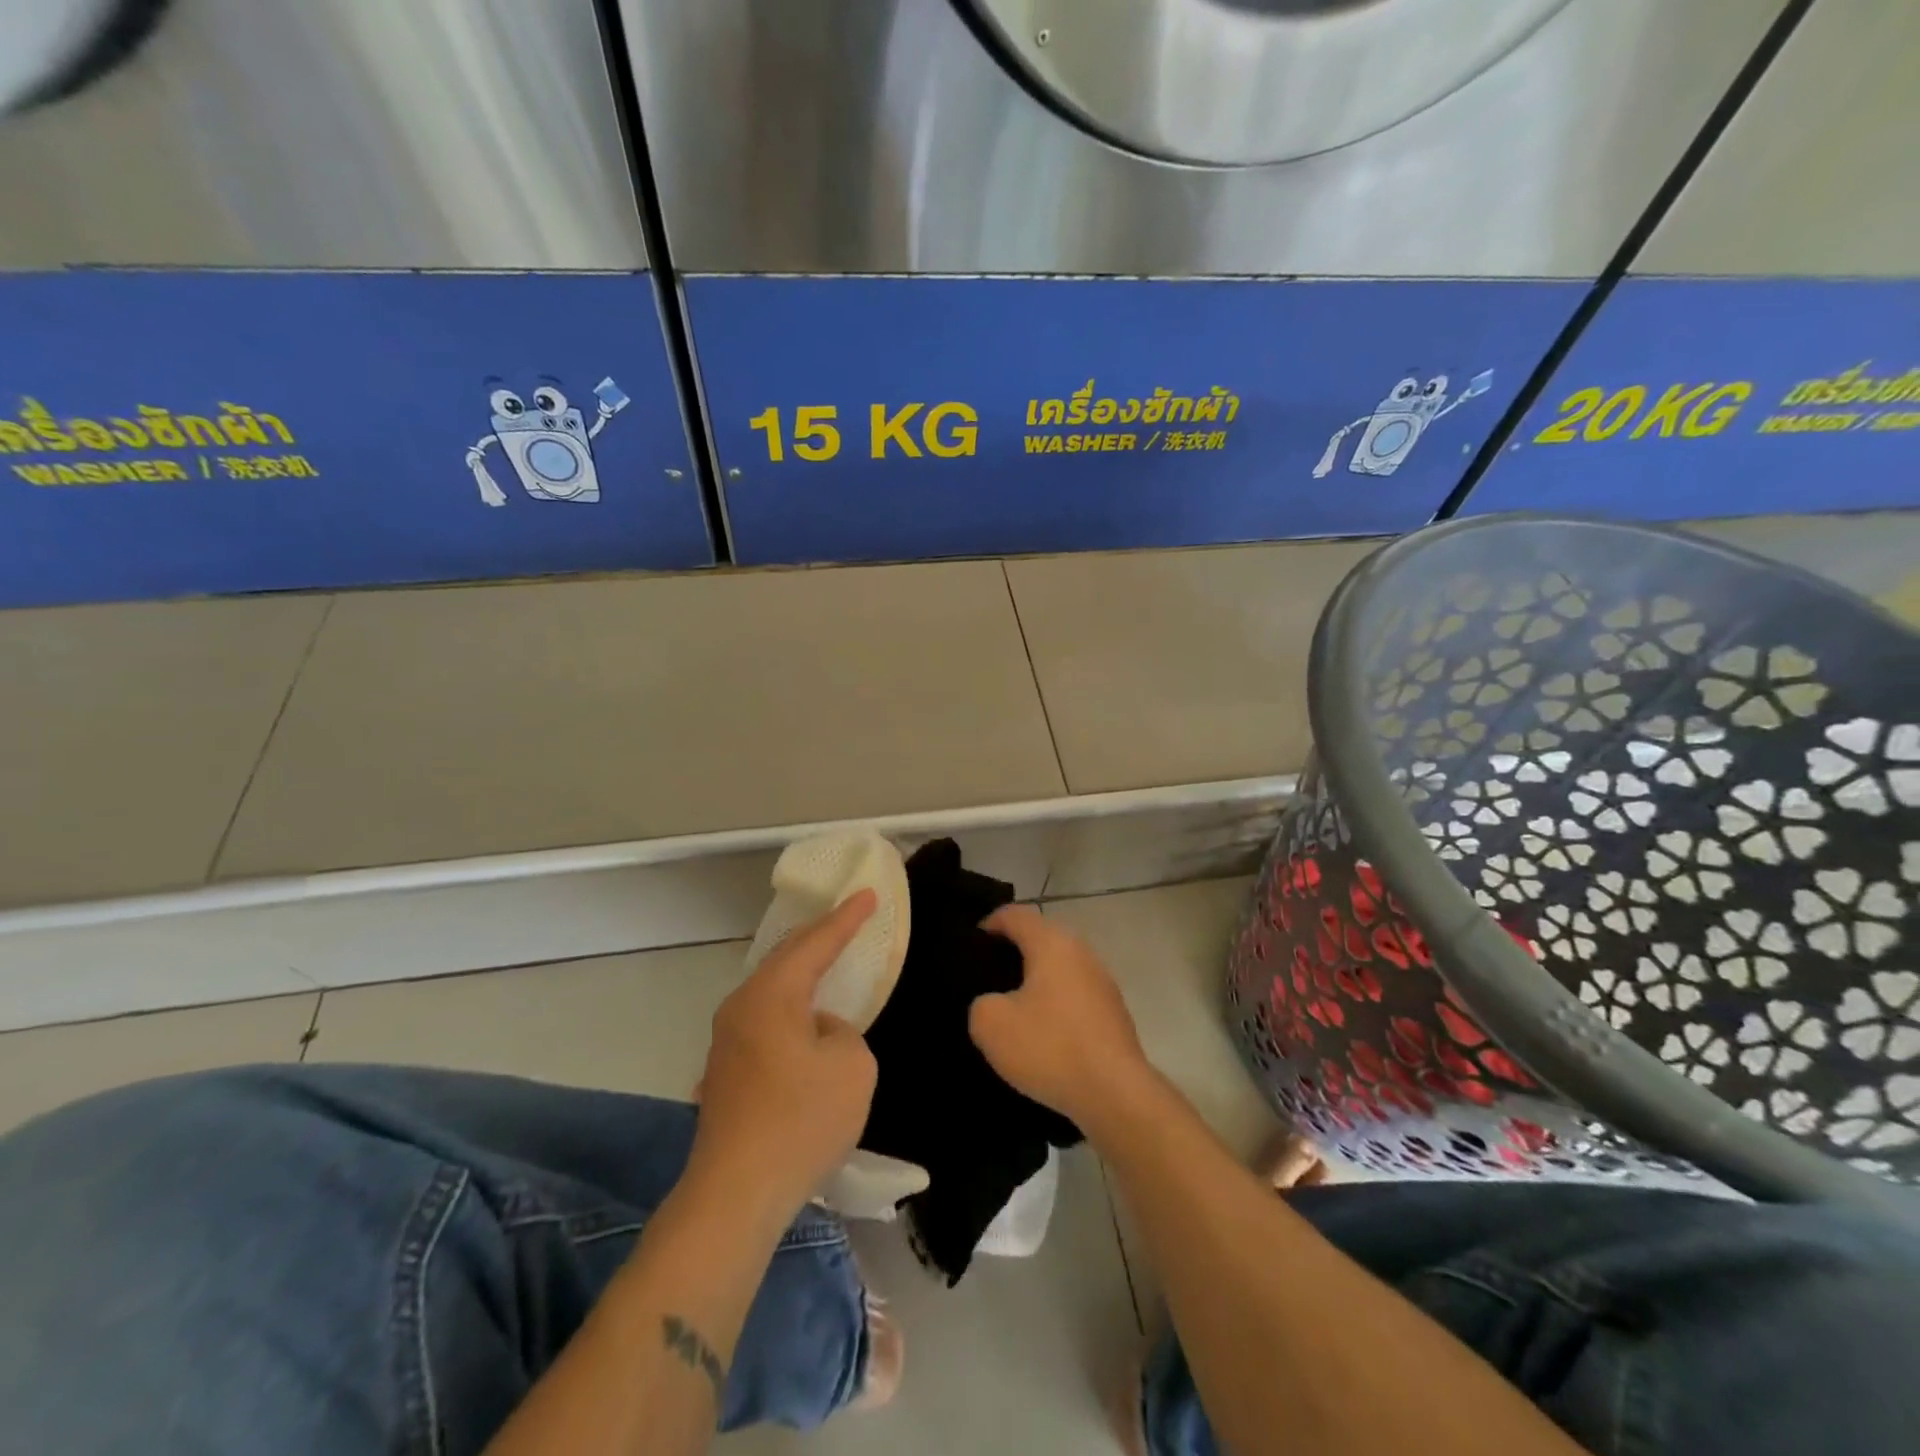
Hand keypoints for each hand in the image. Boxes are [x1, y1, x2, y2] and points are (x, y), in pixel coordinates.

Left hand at [689, 892, 879, 1221]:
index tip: (868, 894)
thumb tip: (819, 1032)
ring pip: (772, 989)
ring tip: (826, 961)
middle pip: (785, 958)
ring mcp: (726, 1040)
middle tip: (846, 919)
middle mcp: (741, 1006)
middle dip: (818, 936)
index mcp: (771, 994)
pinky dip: (790, 1007)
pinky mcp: (725, 1071)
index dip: (846, 918)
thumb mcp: (852, 1066)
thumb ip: (843, 1032)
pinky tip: (804, 1021)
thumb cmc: (801, 1120)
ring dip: (801, 973)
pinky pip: (765, 1019)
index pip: (815, 943)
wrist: (735, 1194)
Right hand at [969, 905, 1154, 1130]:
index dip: (990, 923)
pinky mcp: (1114, 1012)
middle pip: (1042, 937)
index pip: (1016, 914)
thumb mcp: (991, 1025)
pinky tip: (1044, 1033)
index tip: (972, 945)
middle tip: (988, 976)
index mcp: (1052, 943)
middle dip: (1015, 951)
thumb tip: (994, 1002)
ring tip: (1013, 1007)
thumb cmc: (1050, 1048)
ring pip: (1061, 967)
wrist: (1115, 1094)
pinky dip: (1056, 1004)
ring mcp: (1102, 982)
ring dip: (1038, 980)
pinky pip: (1076, 995)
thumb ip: (981, 1002)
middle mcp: (1081, 952)